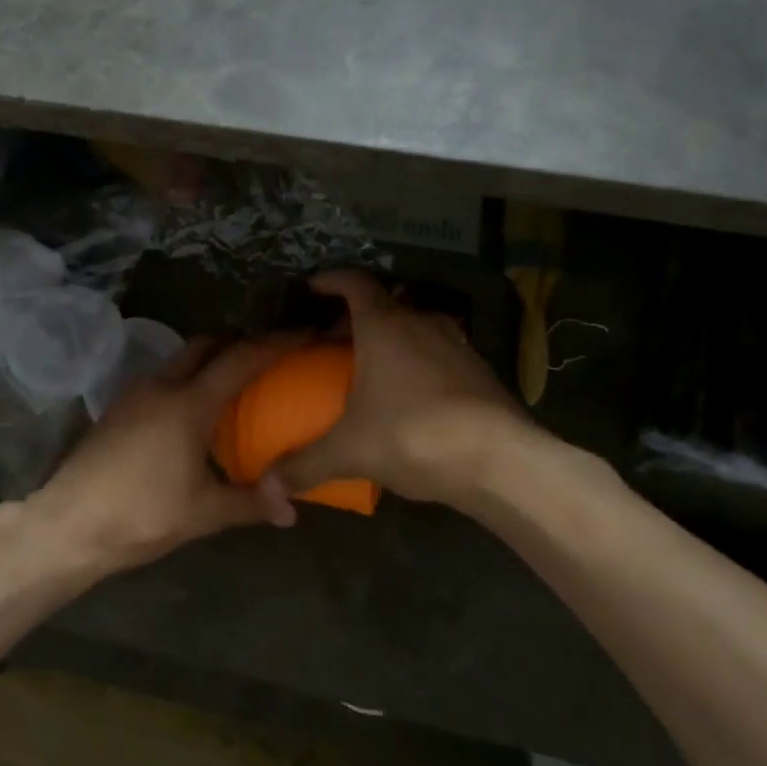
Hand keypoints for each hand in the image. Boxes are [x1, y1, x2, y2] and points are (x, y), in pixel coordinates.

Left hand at [26, 334, 305, 575]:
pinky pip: (161, 380)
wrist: (68, 524)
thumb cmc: (142, 514)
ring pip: (180, 361)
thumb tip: (292, 510)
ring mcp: (134, 394)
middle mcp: (162, 386)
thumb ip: (251, 504)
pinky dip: (185, 381)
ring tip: (232, 385)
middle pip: (206, 345)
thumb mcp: (204, 513)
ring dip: (208, 361)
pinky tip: (190, 414)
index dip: (276, 343)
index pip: (242, 359)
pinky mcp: (116, 409)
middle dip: (238, 342)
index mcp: (190, 404)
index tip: (303, 333)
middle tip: (267, 356)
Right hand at [271, 271, 531, 510]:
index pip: (355, 283)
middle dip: (355, 316)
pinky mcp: (478, 368)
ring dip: (390, 336)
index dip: (331, 280)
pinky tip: (411, 392)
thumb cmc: (415, 437)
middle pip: (384, 304)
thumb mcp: (350, 451)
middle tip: (332, 339)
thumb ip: (304, 465)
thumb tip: (265, 485)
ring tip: (371, 364)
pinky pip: (438, 350)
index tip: (312, 287)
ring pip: (414, 325)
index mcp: (385, 326)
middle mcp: (421, 323)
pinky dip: (418, 358)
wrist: (501, 461)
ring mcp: (455, 343)